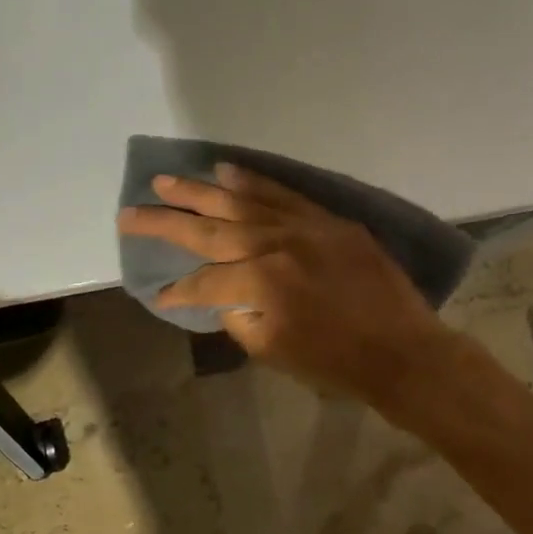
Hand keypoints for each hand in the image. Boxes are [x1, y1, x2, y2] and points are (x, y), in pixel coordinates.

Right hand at [117, 165, 453, 402]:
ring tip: (167, 181)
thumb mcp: (273, 351)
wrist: (402, 350)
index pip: (203, 281)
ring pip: (241, 201)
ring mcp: (303, 226)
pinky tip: (226, 171)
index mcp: (260, 284)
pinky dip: (253, 181)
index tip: (161, 295)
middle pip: (209, 229)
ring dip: (200, 191)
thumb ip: (238, 318)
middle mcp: (275, 244)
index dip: (178, 291)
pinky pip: (283, 194)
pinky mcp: (327, 220)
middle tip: (130, 211)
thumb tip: (221, 296)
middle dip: (165, 220)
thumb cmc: (335, 363)